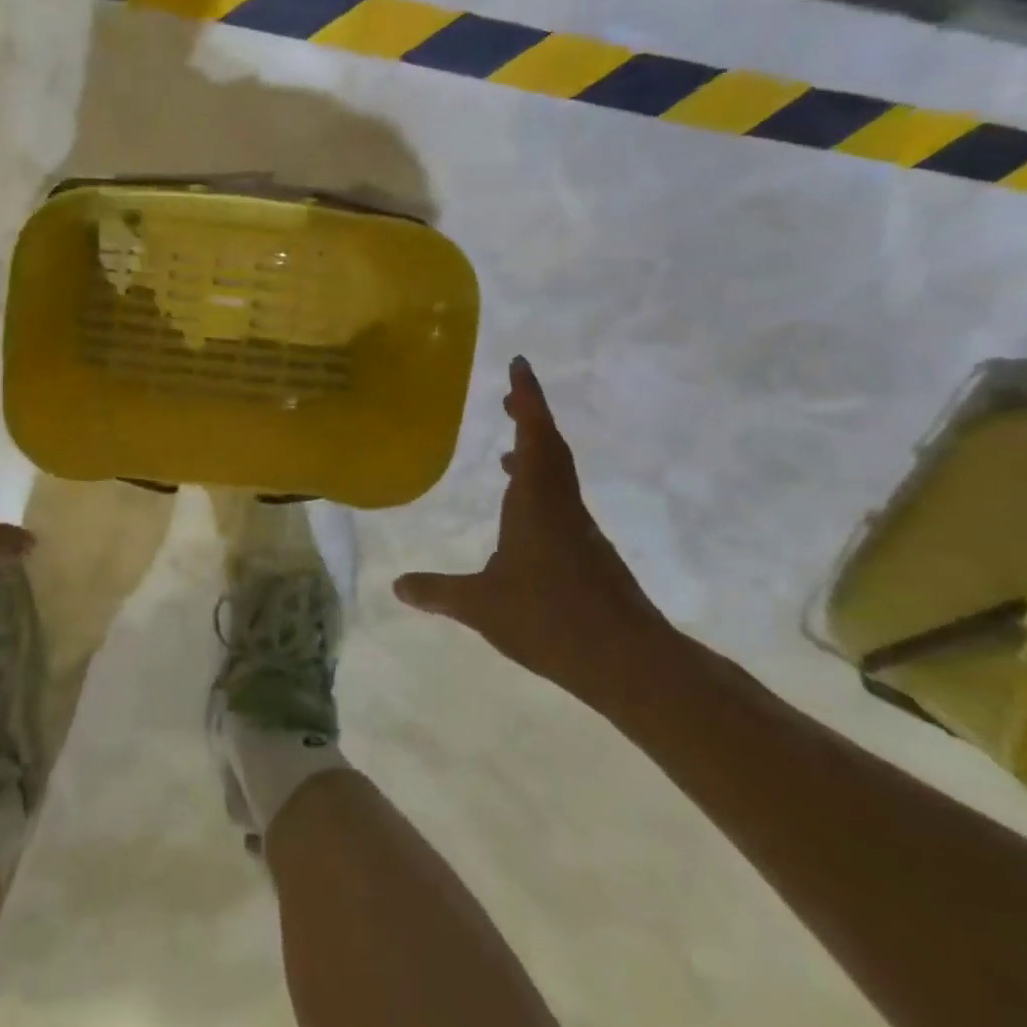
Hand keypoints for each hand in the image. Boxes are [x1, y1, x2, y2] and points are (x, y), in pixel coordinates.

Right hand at [393, 358, 670, 698]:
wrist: (629, 662)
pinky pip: (561, 502)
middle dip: (530, 417)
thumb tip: (397, 585)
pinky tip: (522, 514)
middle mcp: (561, 505)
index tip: (520, 365)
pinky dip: (540, 487)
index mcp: (536, 502)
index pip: (534, 436)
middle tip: (508, 398)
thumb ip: (439, 592)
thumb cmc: (550, 620)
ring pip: (558, 475)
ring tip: (506, 454)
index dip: (527, 399)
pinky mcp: (590, 553)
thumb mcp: (482, 606)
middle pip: (549, 447)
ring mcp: (580, 529)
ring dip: (535, 453)